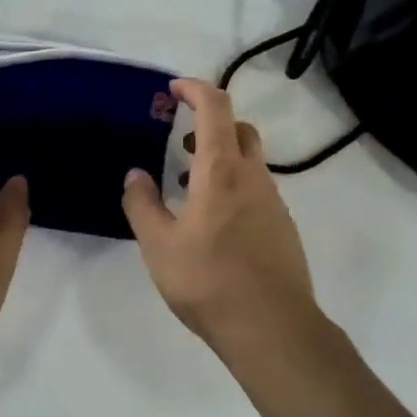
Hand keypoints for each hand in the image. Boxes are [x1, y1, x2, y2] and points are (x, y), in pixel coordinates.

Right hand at [121, 79, 321, 355]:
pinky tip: (213, 222)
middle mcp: (254, 177)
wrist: (271, 327)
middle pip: (240, 129)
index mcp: (222, 171)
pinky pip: (256, 189)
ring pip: (250, 161)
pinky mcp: (282, 227)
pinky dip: (234, 186)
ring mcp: (273, 202)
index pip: (216, 108)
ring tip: (188, 185)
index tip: (173, 89)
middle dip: (211, 123)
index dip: (195, 89)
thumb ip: (142, 205)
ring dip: (221, 158)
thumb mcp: (159, 246)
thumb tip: (135, 175)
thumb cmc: (209, 281)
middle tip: (181, 140)